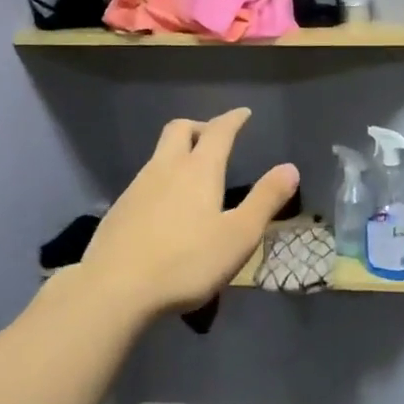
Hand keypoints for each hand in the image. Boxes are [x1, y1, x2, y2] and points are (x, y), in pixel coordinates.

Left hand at [79, 108, 299, 320]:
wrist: (113, 289)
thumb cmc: (186, 262)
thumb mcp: (239, 236)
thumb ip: (265, 200)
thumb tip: (290, 168)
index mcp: (198, 170)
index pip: (218, 132)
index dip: (233, 119)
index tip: (243, 114)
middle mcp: (164, 169)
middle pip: (179, 130)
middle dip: (199, 127)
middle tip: (215, 138)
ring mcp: (136, 189)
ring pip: (158, 155)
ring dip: (178, 154)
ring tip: (193, 176)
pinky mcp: (118, 211)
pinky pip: (144, 182)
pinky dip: (161, 182)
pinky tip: (166, 209)